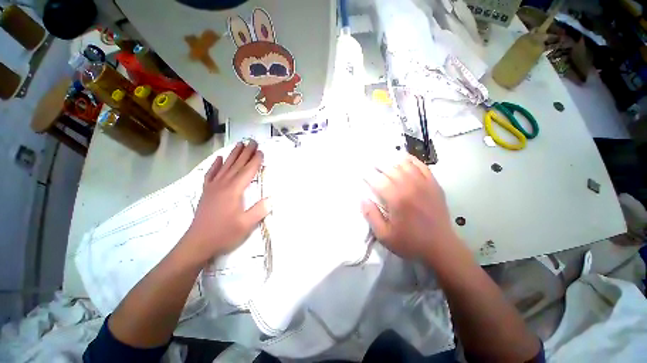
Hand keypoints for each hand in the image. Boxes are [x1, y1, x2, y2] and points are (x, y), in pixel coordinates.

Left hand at [181, 141, 270, 263]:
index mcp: (234, 191)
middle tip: (252, 141)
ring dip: (233, 155)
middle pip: (237, 165)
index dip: (255, 161)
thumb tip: (272, 198)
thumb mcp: (246, 225)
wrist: (197, 243)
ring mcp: (213, 187)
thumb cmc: (224, 234)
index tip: (261, 151)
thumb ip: (260, 210)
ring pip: (225, 166)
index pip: (247, 171)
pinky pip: (211, 174)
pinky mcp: (207, 192)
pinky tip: (218, 158)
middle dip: (246, 152)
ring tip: (239, 144)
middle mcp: (223, 184)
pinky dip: (215, 165)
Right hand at [361, 155, 456, 260]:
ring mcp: (424, 184)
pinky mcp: (434, 184)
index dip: (367, 175)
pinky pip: (421, 166)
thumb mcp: (384, 235)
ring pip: (405, 164)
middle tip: (370, 167)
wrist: (441, 247)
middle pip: (390, 169)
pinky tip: (403, 159)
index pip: (378, 180)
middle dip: (377, 166)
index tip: (361, 174)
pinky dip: (411, 160)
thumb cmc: (410, 242)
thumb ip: (371, 215)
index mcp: (396, 199)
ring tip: (384, 162)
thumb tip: (362, 199)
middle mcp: (410, 187)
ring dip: (391, 162)